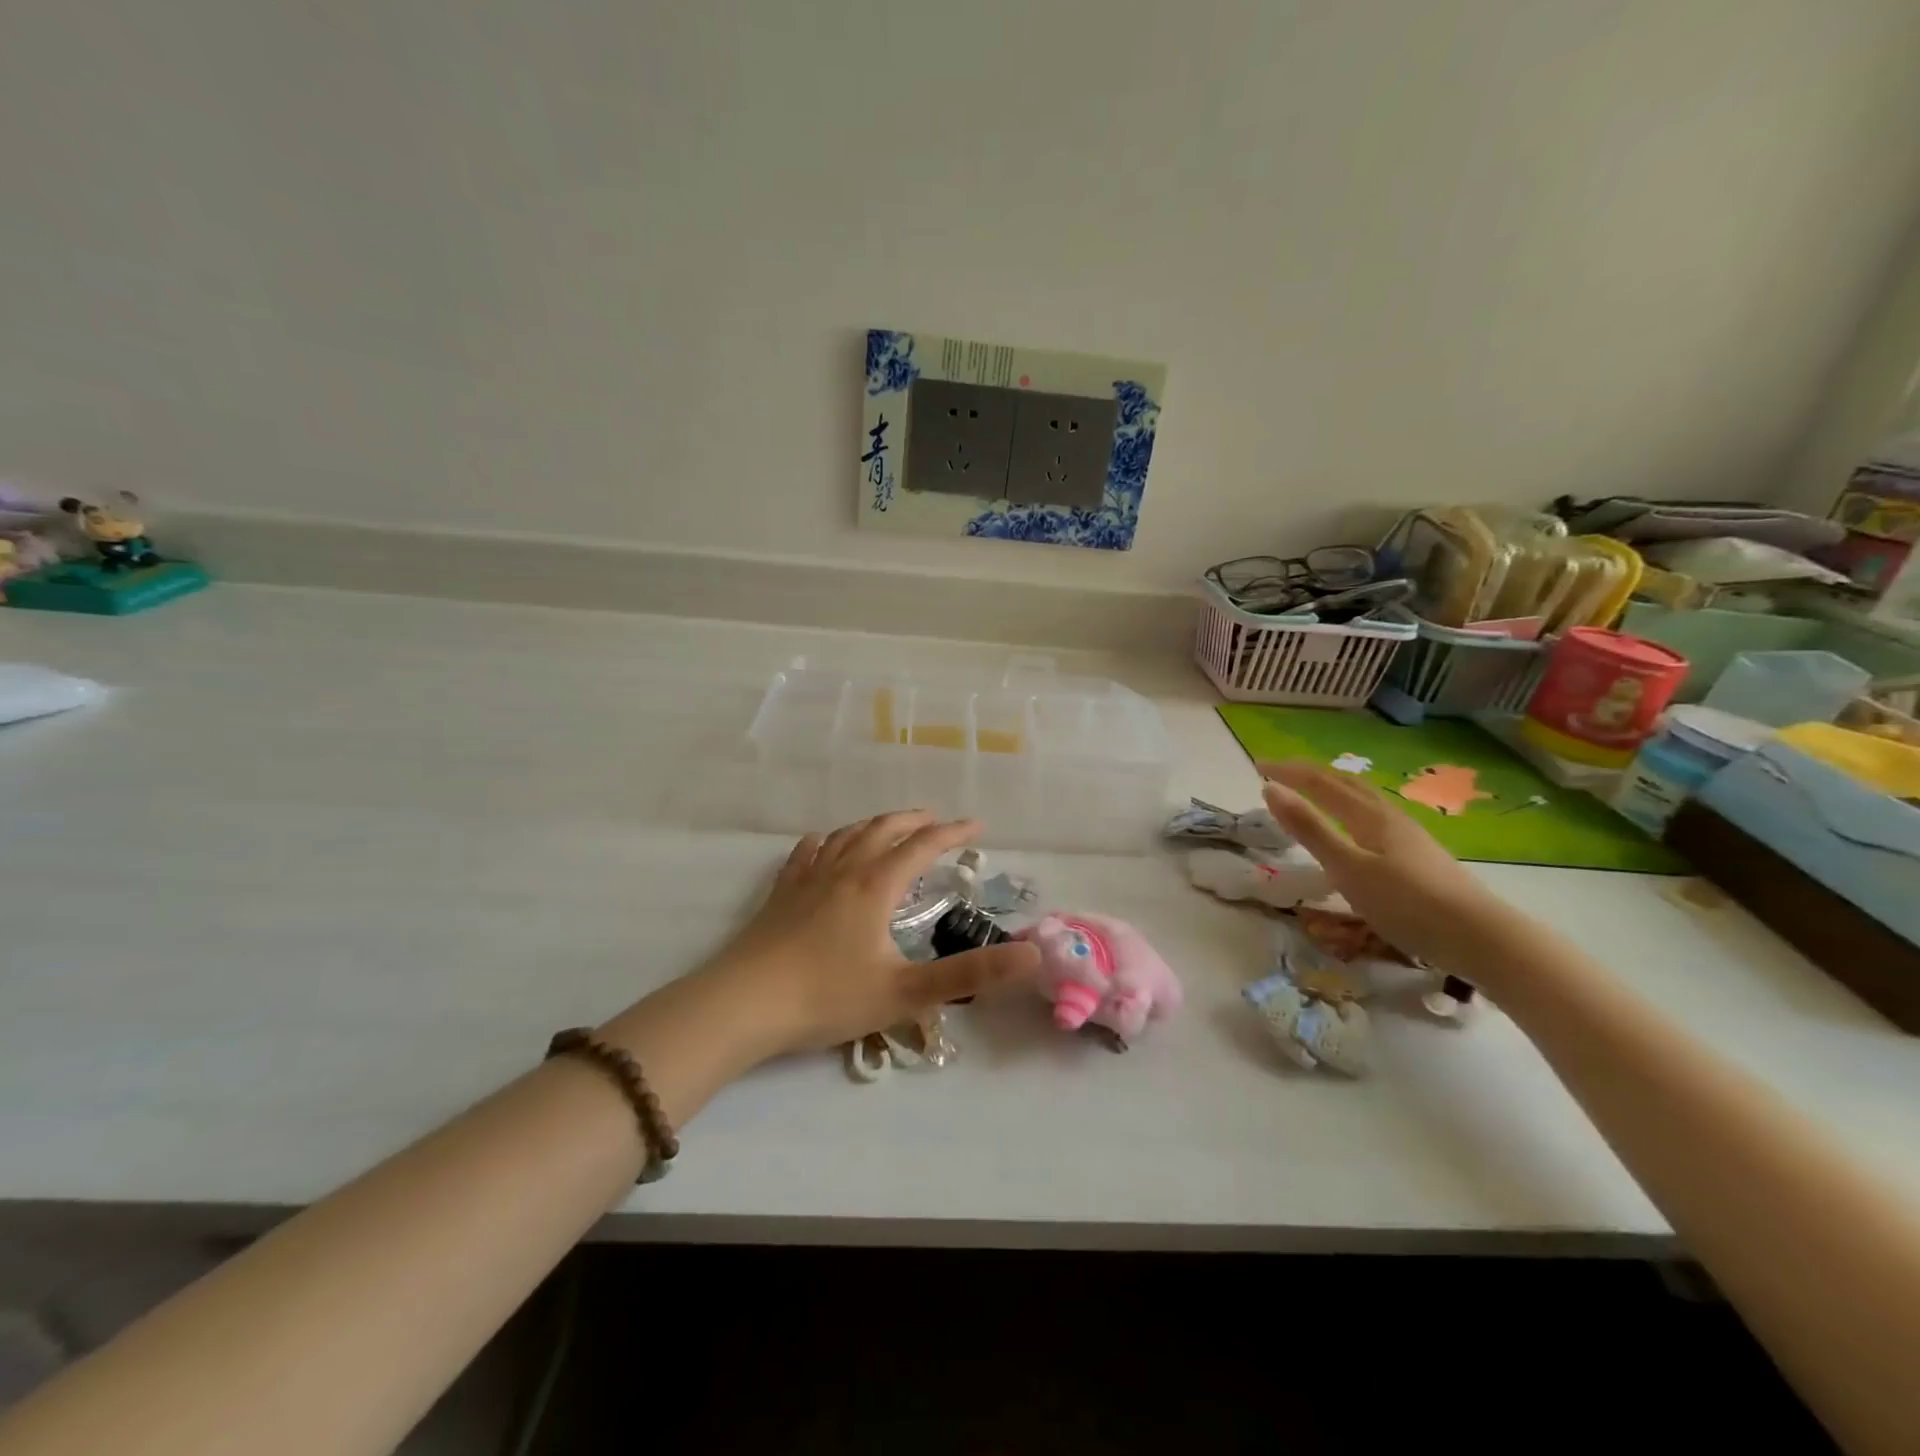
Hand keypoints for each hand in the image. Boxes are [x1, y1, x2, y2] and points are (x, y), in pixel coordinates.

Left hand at [693, 811, 1038, 1055]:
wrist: (743, 1004)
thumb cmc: (827, 997)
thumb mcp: (905, 991)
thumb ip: (969, 973)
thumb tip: (1032, 956)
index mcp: (875, 886)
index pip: (923, 846)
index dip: (953, 834)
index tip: (977, 827)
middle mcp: (844, 870)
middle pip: (883, 830)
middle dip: (914, 821)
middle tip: (936, 821)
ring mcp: (807, 878)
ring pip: (846, 835)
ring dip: (874, 825)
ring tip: (889, 827)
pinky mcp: (780, 893)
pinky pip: (807, 852)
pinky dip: (826, 841)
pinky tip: (824, 844)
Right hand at [1259, 761, 1509, 971]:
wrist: (1481, 937)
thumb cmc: (1406, 903)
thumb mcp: (1347, 867)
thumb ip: (1309, 829)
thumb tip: (1271, 789)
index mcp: (1368, 815)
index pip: (1320, 782)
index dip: (1288, 772)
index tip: (1257, 765)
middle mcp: (1388, 816)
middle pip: (1346, 783)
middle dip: (1310, 773)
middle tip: (1280, 771)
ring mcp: (1408, 835)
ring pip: (1363, 798)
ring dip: (1332, 787)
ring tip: (1312, 790)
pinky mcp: (1418, 855)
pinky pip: (1373, 815)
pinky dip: (1350, 807)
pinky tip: (1354, 826)